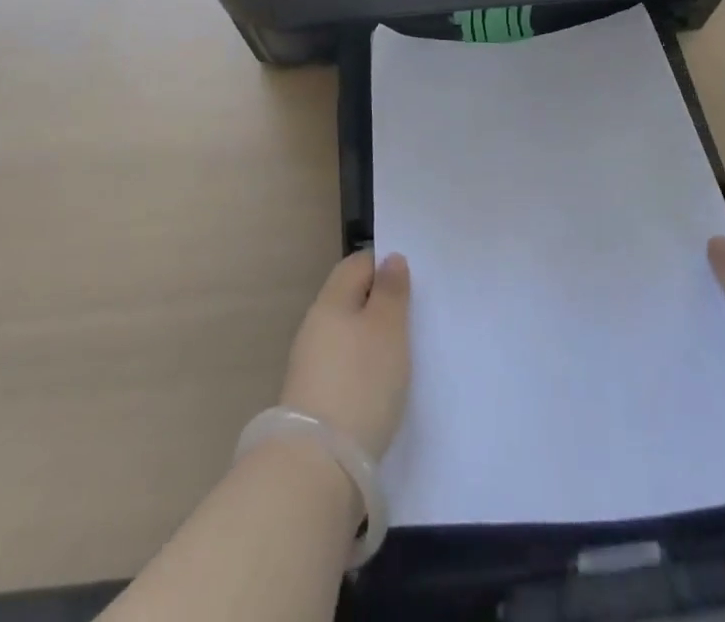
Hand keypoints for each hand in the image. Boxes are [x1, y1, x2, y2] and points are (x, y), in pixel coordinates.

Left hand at [279, 249, 411, 460]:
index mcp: (330, 301)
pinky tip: (381, 385)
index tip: (412, 282)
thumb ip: (391, 292)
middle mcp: (315, 326)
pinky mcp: (314, 398)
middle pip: (350, 298)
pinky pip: (343, 365)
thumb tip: (390, 259)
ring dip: (372, 337)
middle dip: (379, 303)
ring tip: (403, 353)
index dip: (384, 265)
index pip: (357, 264)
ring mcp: (310, 363)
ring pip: (347, 333)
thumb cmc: (360, 383)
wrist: (318, 465)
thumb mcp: (387, 330)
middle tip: (414, 317)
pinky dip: (363, 367)